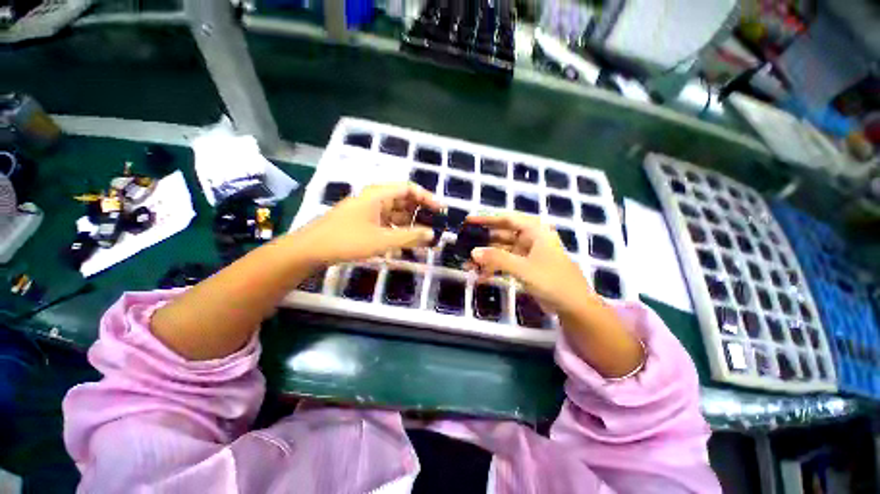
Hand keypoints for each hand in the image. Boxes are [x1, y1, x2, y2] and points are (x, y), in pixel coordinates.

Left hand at [292, 182, 442, 264]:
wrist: (310, 250)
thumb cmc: (347, 241)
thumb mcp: (382, 240)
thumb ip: (410, 236)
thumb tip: (432, 234)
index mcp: (378, 194)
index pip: (408, 188)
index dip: (426, 197)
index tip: (440, 210)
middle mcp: (374, 198)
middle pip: (403, 200)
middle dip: (420, 212)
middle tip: (434, 226)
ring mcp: (368, 210)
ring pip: (395, 213)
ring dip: (409, 223)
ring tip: (422, 238)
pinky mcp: (363, 221)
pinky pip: (386, 222)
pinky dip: (397, 230)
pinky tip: (404, 242)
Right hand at [466, 213, 595, 314]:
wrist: (574, 306)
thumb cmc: (553, 281)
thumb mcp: (524, 268)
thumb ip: (498, 258)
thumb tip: (473, 252)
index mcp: (535, 231)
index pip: (506, 219)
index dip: (487, 219)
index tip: (468, 221)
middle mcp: (530, 239)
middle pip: (501, 235)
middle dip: (482, 242)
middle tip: (463, 245)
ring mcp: (527, 254)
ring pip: (501, 251)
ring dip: (485, 258)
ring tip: (467, 265)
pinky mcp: (525, 268)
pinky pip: (505, 264)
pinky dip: (493, 269)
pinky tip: (480, 277)